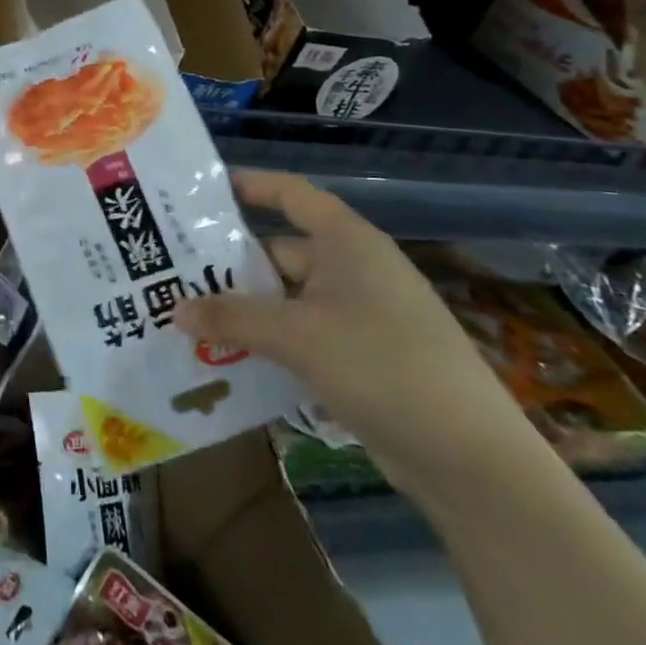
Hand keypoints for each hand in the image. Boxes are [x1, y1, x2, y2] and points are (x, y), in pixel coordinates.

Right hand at [171, 170, 541, 498]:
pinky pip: (304, 335)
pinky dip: (271, 342)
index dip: (251, 185)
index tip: (203, 191)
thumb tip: (174, 310)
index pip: (292, 195)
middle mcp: (355, 269)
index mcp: (347, 243)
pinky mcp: (366, 357)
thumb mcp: (296, 336)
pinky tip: (233, 358)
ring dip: (247, 310)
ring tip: (191, 318)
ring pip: (289, 299)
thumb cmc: (381, 365)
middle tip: (175, 273)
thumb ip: (231, 318)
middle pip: (281, 252)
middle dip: (231, 266)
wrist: (471, 458)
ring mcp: (363, 315)